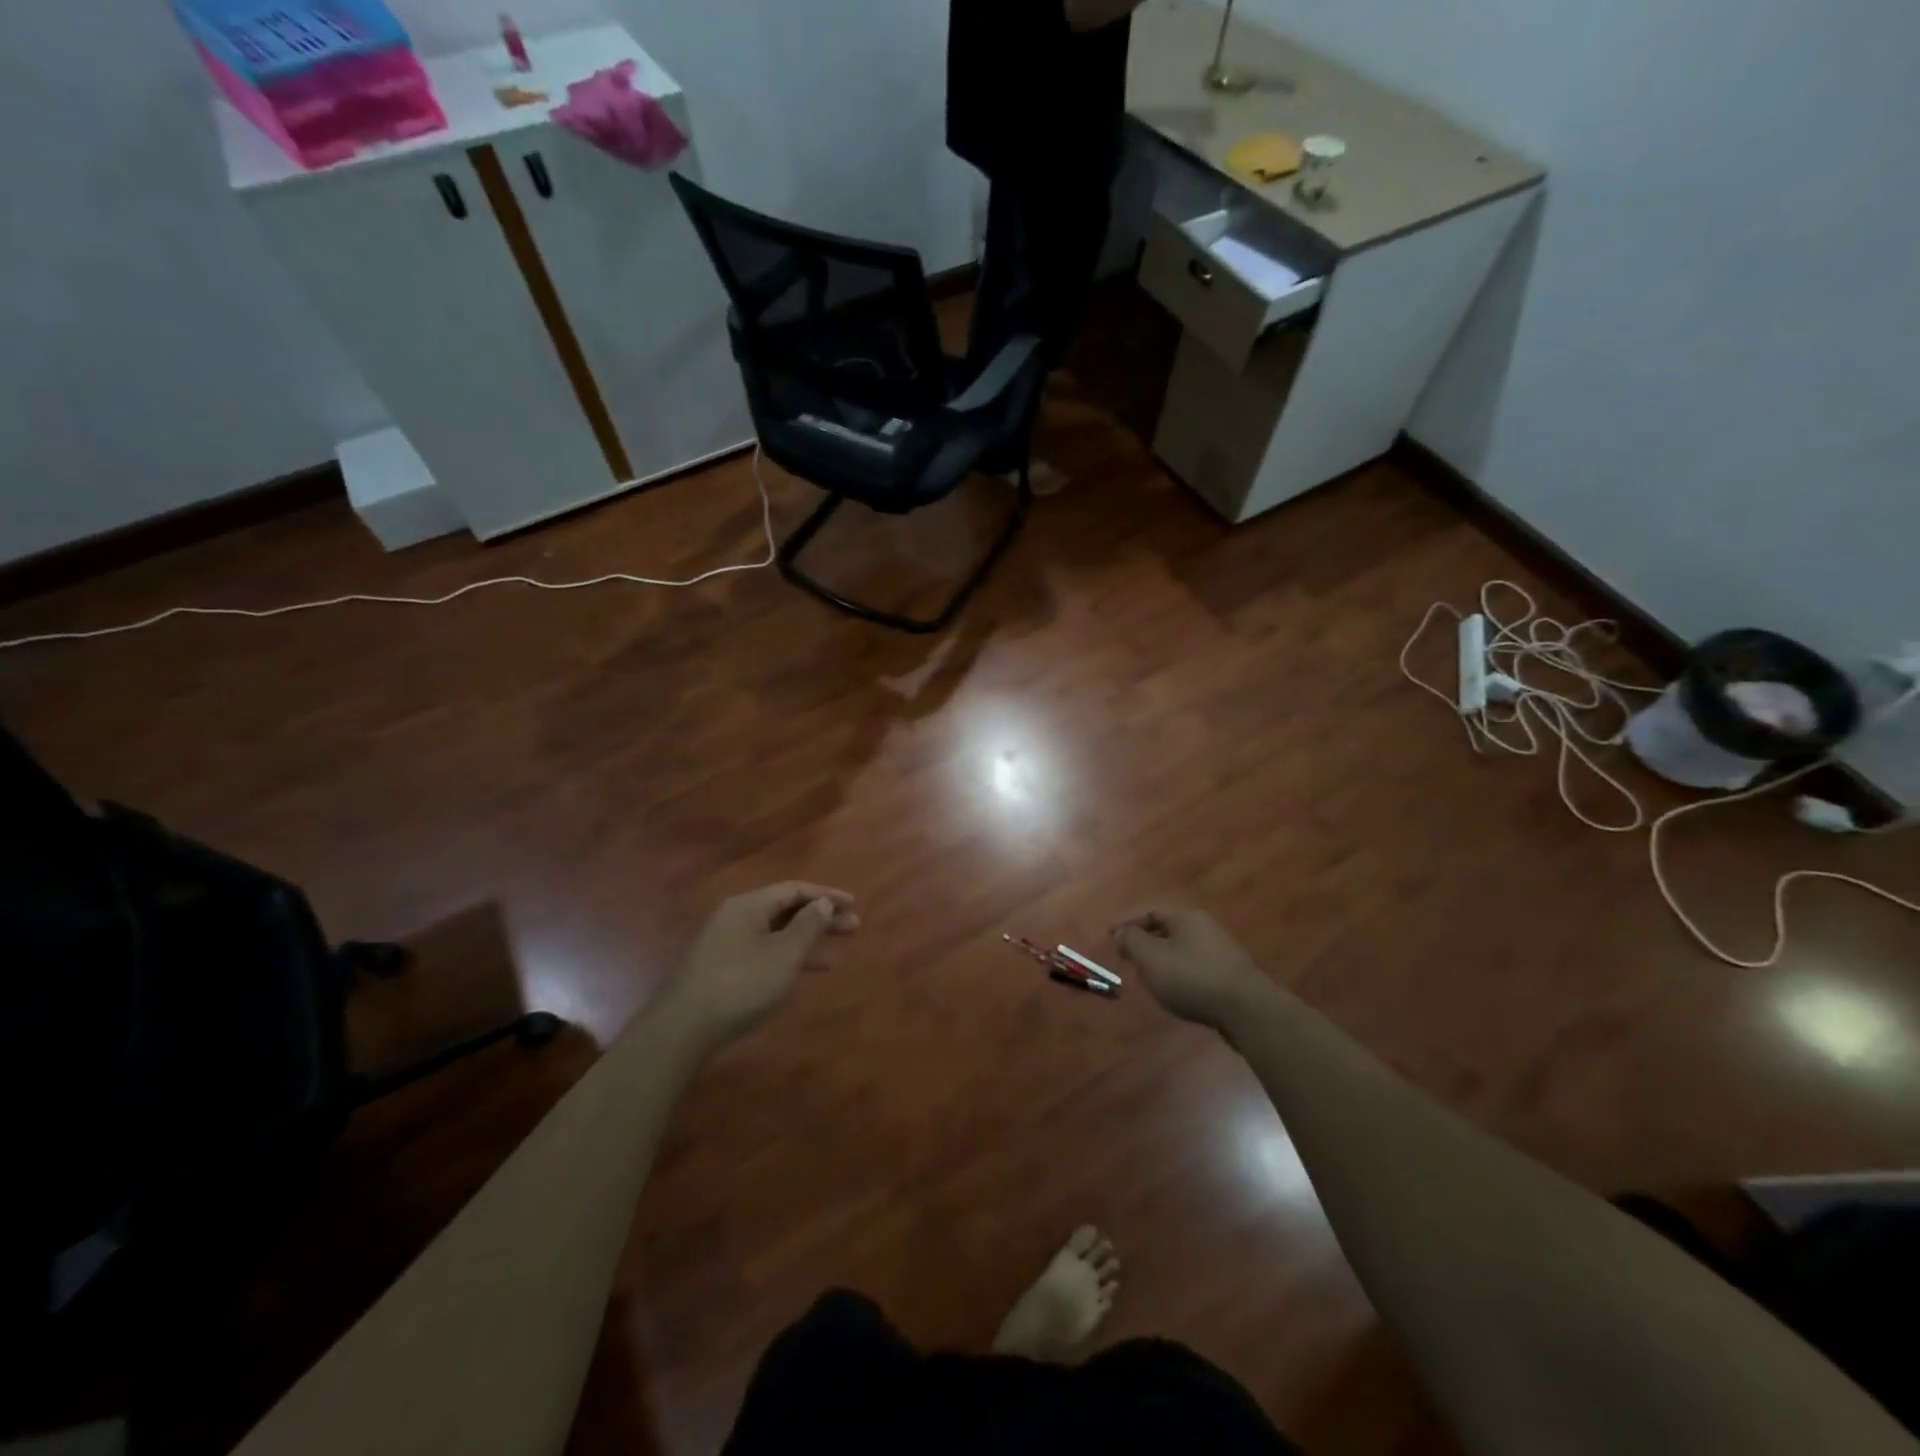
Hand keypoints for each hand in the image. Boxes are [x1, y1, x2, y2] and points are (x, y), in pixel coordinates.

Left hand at [665, 882, 858, 1045]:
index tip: (853, 904)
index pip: (794, 889)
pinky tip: (805, 972)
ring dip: (808, 940)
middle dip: (821, 918)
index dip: (826, 895)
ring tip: (838, 954)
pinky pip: (766, 951)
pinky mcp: (725, 968)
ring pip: (777, 933)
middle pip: (786, 910)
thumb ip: (808, 926)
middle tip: (853, 928)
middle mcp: (737, 917)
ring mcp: (728, 943)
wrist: (686, 1027)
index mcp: (749, 905)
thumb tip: (823, 903)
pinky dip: (789, 957)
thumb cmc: (742, 983)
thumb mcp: (784, 954)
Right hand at [1112, 908, 1270, 1030]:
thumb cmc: (1191, 977)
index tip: (1109, 936)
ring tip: (1147, 976)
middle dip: (1144, 941)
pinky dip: (1179, 973)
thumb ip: (1132, 941)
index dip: (1127, 922)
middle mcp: (1205, 926)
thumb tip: (1122, 931)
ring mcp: (1221, 950)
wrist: (1246, 1009)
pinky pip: (1195, 966)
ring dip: (1161, 959)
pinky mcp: (1231, 974)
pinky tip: (1175, 990)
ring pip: (1182, 948)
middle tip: (1126, 957)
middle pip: (1167, 929)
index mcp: (1186, 917)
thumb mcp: (1151, 958)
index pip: (1150, 911)